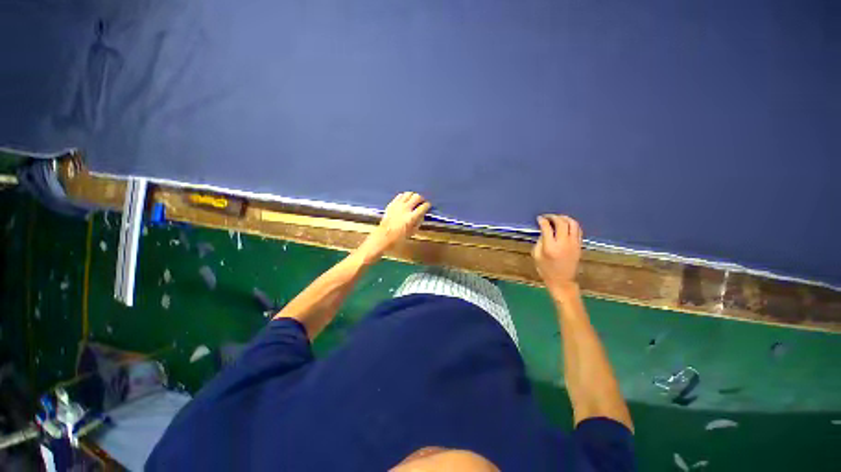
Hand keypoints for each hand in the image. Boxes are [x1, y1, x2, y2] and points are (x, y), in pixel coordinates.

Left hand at [359, 192, 430, 260]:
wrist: (383, 237)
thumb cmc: (399, 238)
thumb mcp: (412, 232)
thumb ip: (418, 222)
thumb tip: (421, 215)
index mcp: (412, 217)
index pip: (423, 206)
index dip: (427, 205)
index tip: (428, 206)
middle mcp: (405, 208)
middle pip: (417, 197)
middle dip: (421, 199)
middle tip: (421, 202)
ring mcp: (397, 205)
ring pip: (408, 194)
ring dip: (413, 196)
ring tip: (413, 200)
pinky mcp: (391, 204)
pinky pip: (400, 196)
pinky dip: (404, 196)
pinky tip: (404, 201)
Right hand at [532, 215, 582, 295]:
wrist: (562, 281)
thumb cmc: (545, 270)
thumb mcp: (536, 255)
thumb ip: (539, 241)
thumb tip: (544, 231)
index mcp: (550, 247)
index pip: (547, 228)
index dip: (543, 220)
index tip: (539, 218)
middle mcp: (563, 243)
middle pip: (561, 223)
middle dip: (554, 217)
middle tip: (548, 217)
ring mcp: (573, 244)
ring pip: (573, 224)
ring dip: (565, 218)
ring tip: (558, 218)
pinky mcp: (579, 245)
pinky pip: (578, 230)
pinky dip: (571, 224)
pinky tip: (566, 225)